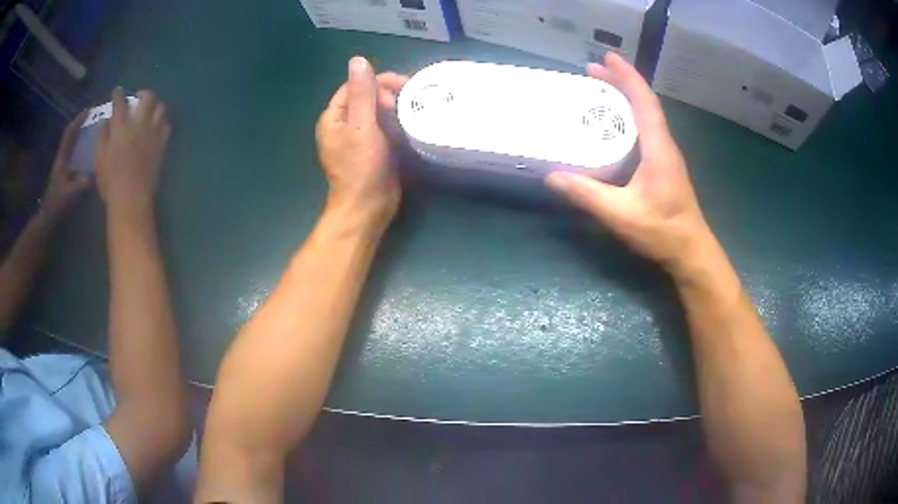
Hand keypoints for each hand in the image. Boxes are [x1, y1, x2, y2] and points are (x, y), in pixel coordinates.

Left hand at [41, 110, 90, 218]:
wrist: (47, 219)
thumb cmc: (57, 205)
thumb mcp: (70, 195)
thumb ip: (82, 184)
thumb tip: (95, 174)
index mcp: (62, 159)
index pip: (70, 134)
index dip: (79, 120)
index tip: (89, 110)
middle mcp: (62, 159)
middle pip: (71, 136)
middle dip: (81, 124)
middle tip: (93, 117)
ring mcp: (63, 167)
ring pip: (72, 145)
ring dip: (81, 135)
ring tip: (93, 130)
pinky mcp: (64, 174)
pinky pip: (74, 155)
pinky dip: (81, 148)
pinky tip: (89, 151)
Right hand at [95, 88, 170, 215]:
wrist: (131, 198)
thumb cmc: (110, 181)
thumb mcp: (98, 159)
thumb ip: (101, 136)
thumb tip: (105, 121)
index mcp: (121, 126)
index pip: (120, 102)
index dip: (118, 94)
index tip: (117, 91)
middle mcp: (140, 123)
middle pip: (147, 98)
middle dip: (143, 93)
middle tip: (137, 98)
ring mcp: (153, 133)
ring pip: (160, 108)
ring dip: (155, 105)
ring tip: (149, 110)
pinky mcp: (162, 144)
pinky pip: (166, 125)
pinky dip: (162, 121)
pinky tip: (157, 125)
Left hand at [316, 56, 407, 233]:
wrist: (368, 207)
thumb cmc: (361, 167)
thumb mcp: (361, 126)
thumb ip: (362, 93)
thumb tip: (357, 60)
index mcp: (334, 117)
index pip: (355, 86)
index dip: (377, 81)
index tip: (402, 85)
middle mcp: (344, 124)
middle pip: (367, 97)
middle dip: (388, 96)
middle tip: (407, 104)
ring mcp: (359, 137)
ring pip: (379, 112)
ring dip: (396, 109)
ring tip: (413, 112)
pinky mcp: (374, 148)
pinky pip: (385, 127)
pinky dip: (398, 124)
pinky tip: (411, 125)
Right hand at [545, 52, 714, 273]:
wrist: (690, 252)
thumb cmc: (662, 231)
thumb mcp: (621, 214)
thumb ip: (587, 195)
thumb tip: (552, 176)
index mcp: (658, 148)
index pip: (644, 102)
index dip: (627, 77)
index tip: (607, 57)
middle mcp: (664, 145)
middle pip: (643, 104)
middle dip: (619, 83)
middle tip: (591, 71)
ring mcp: (665, 156)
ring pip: (645, 116)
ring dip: (624, 99)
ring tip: (598, 91)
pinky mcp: (662, 167)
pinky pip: (644, 132)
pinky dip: (627, 119)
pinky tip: (612, 127)